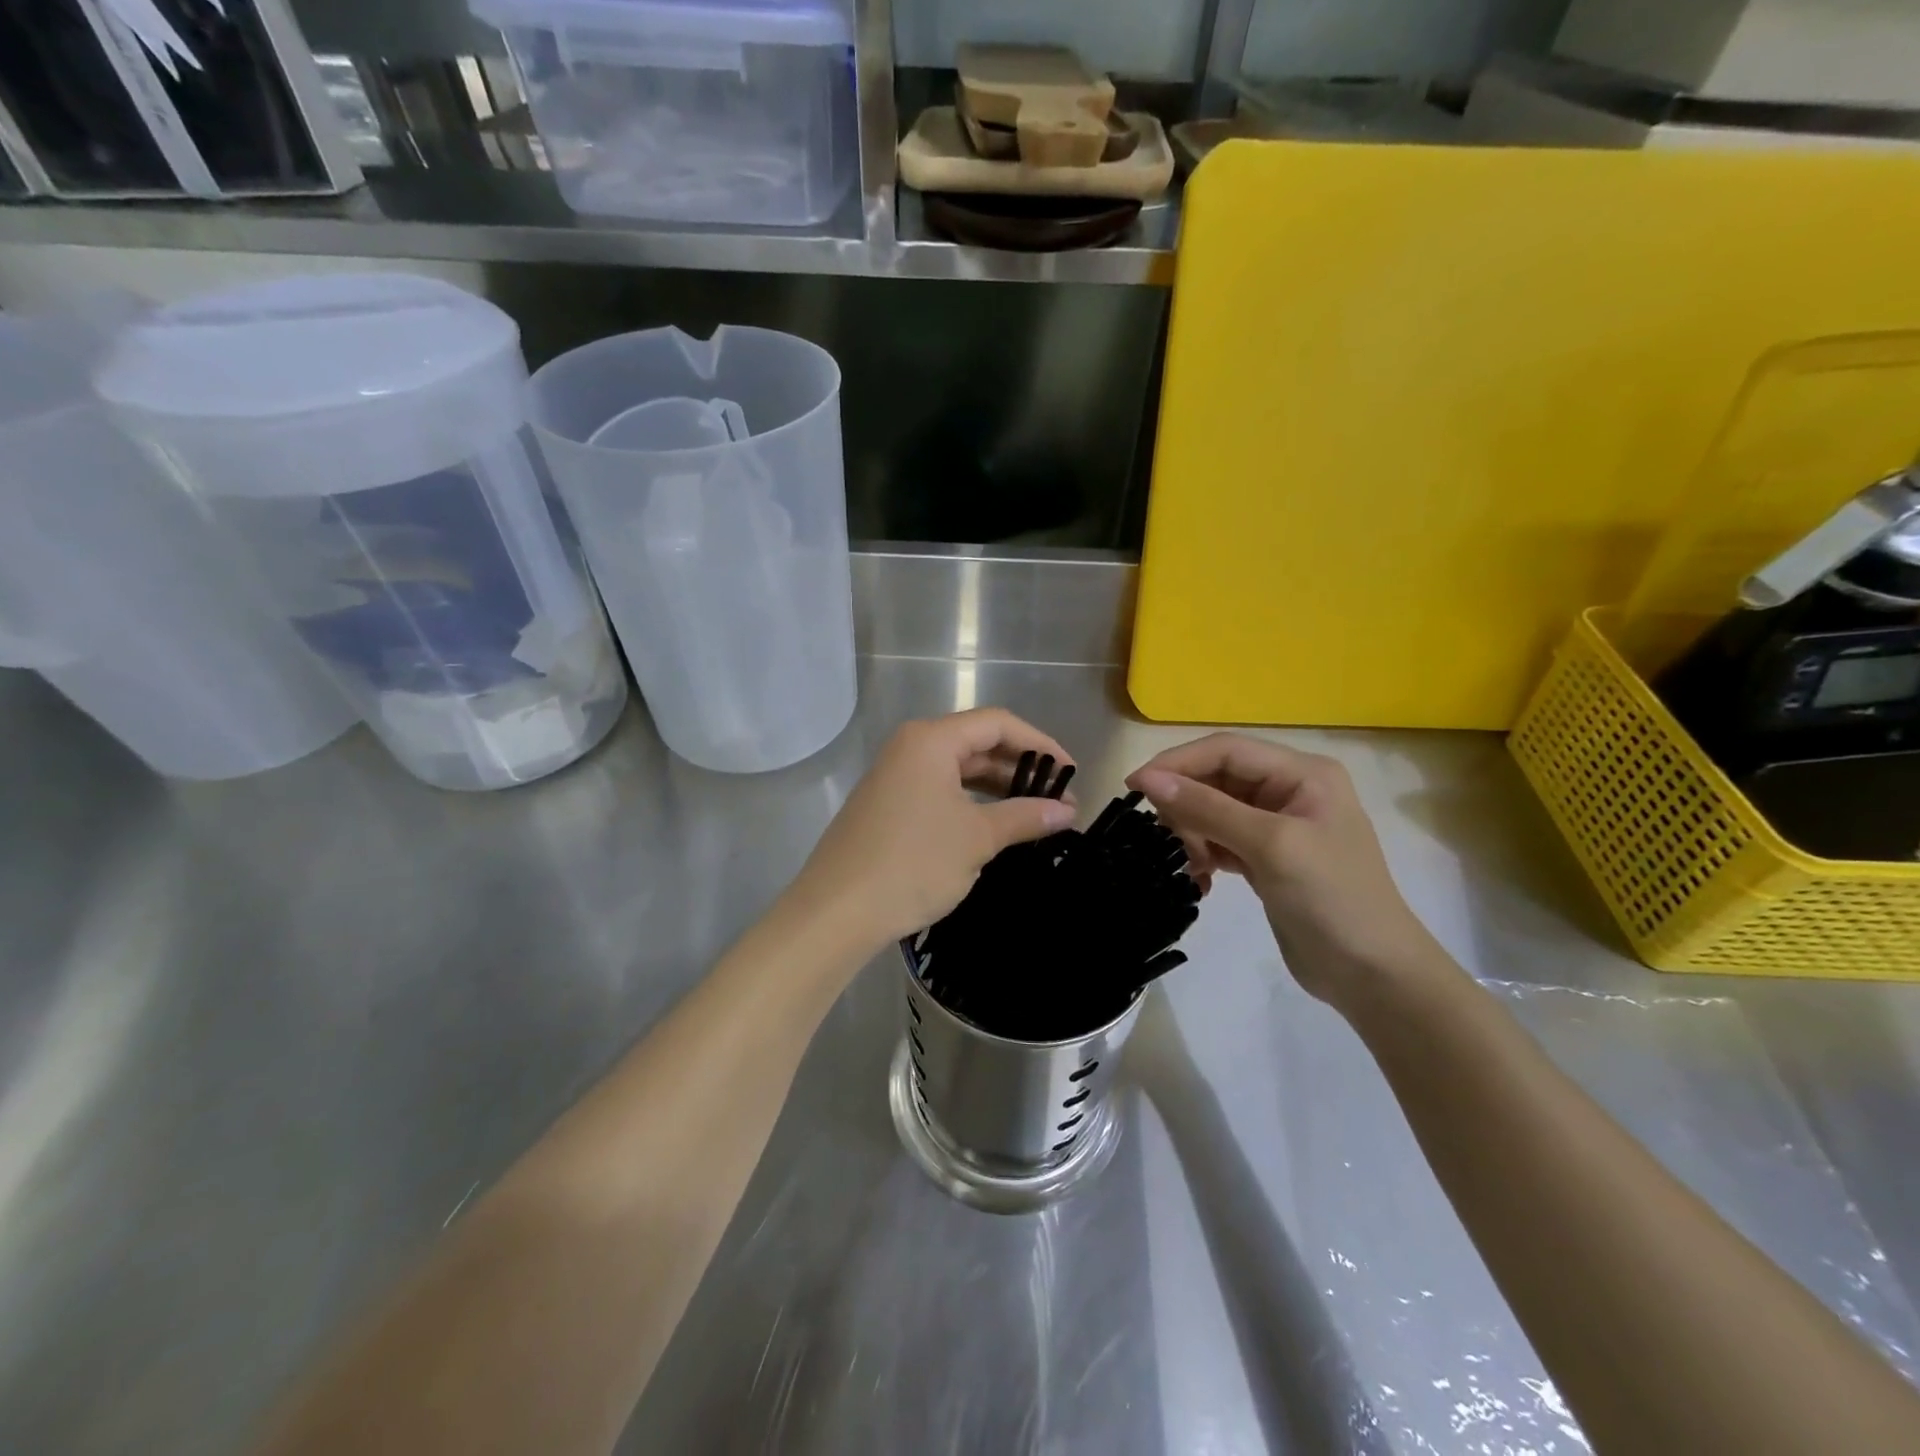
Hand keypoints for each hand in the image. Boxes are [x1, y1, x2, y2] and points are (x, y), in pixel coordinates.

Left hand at [786, 709, 1076, 954]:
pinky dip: (971, 804)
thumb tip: (1067, 811)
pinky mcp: (887, 806)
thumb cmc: (913, 862)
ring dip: (998, 789)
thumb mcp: (977, 838)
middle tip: (1059, 800)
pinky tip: (994, 827)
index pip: (997, 723)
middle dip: (1020, 769)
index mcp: (931, 740)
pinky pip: (940, 792)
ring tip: (1035, 815)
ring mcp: (895, 777)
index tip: (1071, 772)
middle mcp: (910, 748)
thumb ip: (1025, 817)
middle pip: (977, 743)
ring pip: (958, 770)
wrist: (837, 911)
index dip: (1040, 744)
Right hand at [1127, 735, 1438, 1010]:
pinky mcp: (1266, 858)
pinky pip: (1219, 840)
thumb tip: (1148, 779)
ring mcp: (1277, 825)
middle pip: (1216, 778)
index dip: (1177, 763)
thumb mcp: (1271, 846)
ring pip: (1213, 809)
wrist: (1373, 975)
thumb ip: (1208, 808)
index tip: (1135, 786)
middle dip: (1186, 803)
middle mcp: (1289, 790)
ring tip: (1190, 864)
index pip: (1226, 750)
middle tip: (1166, 837)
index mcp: (1302, 773)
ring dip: (1192, 832)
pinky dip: (1203, 854)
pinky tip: (1200, 879)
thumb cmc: (1332, 899)